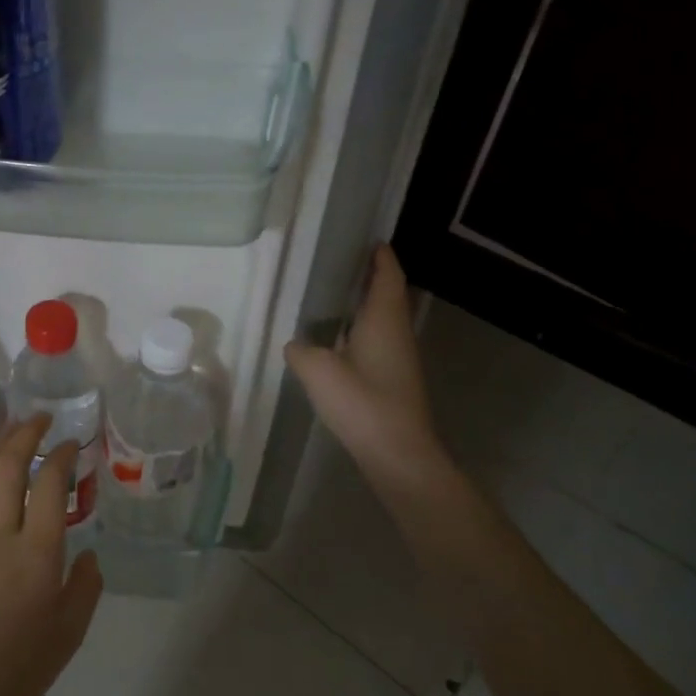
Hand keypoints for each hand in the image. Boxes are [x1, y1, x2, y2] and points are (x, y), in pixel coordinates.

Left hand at [0, 416, 103, 695]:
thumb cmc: (16, 669)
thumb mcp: (68, 635)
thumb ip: (84, 587)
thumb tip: (86, 553)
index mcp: (37, 554)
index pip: (50, 485)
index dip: (62, 456)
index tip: (73, 443)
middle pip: (11, 466)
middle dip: (28, 434)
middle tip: (43, 418)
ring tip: (15, 429)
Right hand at [284, 246, 452, 491]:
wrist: (397, 453)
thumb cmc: (362, 403)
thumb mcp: (318, 371)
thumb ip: (301, 351)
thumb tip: (296, 344)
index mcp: (383, 320)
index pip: (387, 276)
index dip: (380, 257)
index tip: (370, 241)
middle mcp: (396, 332)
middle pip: (388, 295)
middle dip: (371, 278)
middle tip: (342, 265)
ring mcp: (399, 358)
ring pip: (382, 320)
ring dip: (365, 306)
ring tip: (335, 298)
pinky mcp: (393, 380)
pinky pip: (377, 342)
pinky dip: (361, 331)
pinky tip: (338, 341)